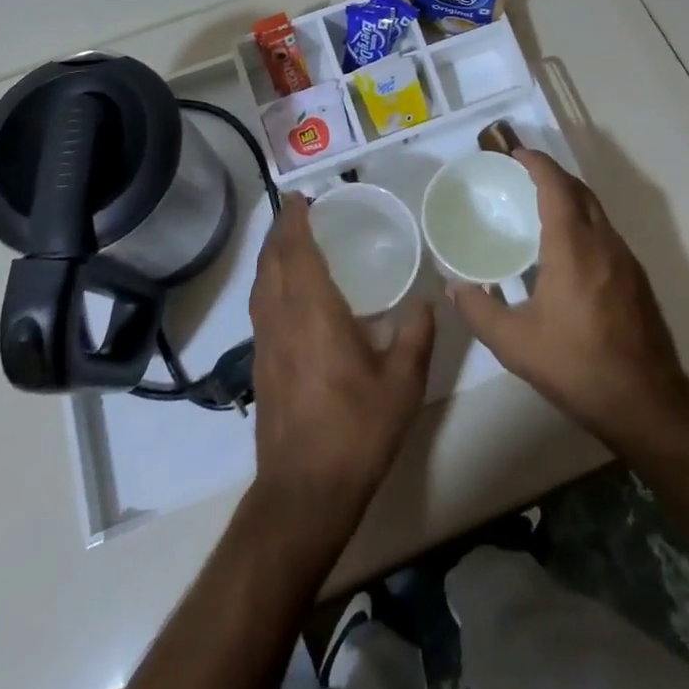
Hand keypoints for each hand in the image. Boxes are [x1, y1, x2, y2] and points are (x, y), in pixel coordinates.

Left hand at [248, 192, 435, 525]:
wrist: (303, 492)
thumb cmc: (356, 430)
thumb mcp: (402, 383)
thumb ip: (416, 335)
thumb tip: (428, 301)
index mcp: (312, 311)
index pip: (296, 250)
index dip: (295, 220)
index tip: (301, 197)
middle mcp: (281, 317)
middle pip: (272, 261)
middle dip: (281, 230)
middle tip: (300, 211)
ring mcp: (265, 342)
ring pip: (260, 283)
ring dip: (271, 255)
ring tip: (290, 241)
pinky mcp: (260, 364)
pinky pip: (260, 305)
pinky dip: (269, 282)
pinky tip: (287, 292)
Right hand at [447, 150, 688, 447]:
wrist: (647, 403)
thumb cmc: (577, 366)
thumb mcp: (515, 344)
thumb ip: (479, 311)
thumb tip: (453, 287)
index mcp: (573, 247)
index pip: (556, 186)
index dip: (537, 163)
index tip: (516, 153)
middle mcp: (603, 243)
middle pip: (580, 191)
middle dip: (553, 175)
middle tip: (523, 176)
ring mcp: (626, 260)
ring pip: (597, 212)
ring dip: (571, 198)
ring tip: (542, 207)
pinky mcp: (637, 279)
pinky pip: (606, 234)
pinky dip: (584, 223)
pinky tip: (568, 250)